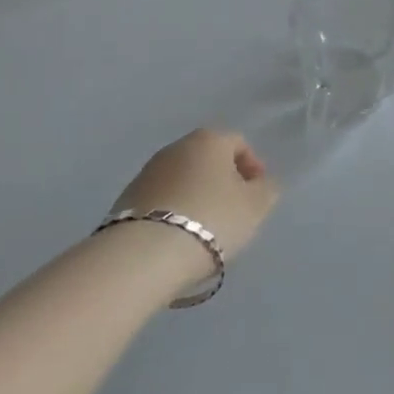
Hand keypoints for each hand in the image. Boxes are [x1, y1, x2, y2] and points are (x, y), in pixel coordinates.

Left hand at [108, 128, 278, 268]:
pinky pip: (162, 199)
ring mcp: (148, 171)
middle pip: (208, 159)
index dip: (253, 167)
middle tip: (233, 213)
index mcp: (209, 139)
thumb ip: (267, 189)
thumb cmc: (211, 220)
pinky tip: (178, 237)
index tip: (257, 196)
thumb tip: (262, 182)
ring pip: (183, 179)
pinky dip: (174, 211)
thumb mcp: (255, 206)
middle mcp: (176, 146)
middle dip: (223, 181)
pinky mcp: (127, 198)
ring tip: (205, 230)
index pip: (239, 143)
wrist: (145, 254)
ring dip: (196, 196)